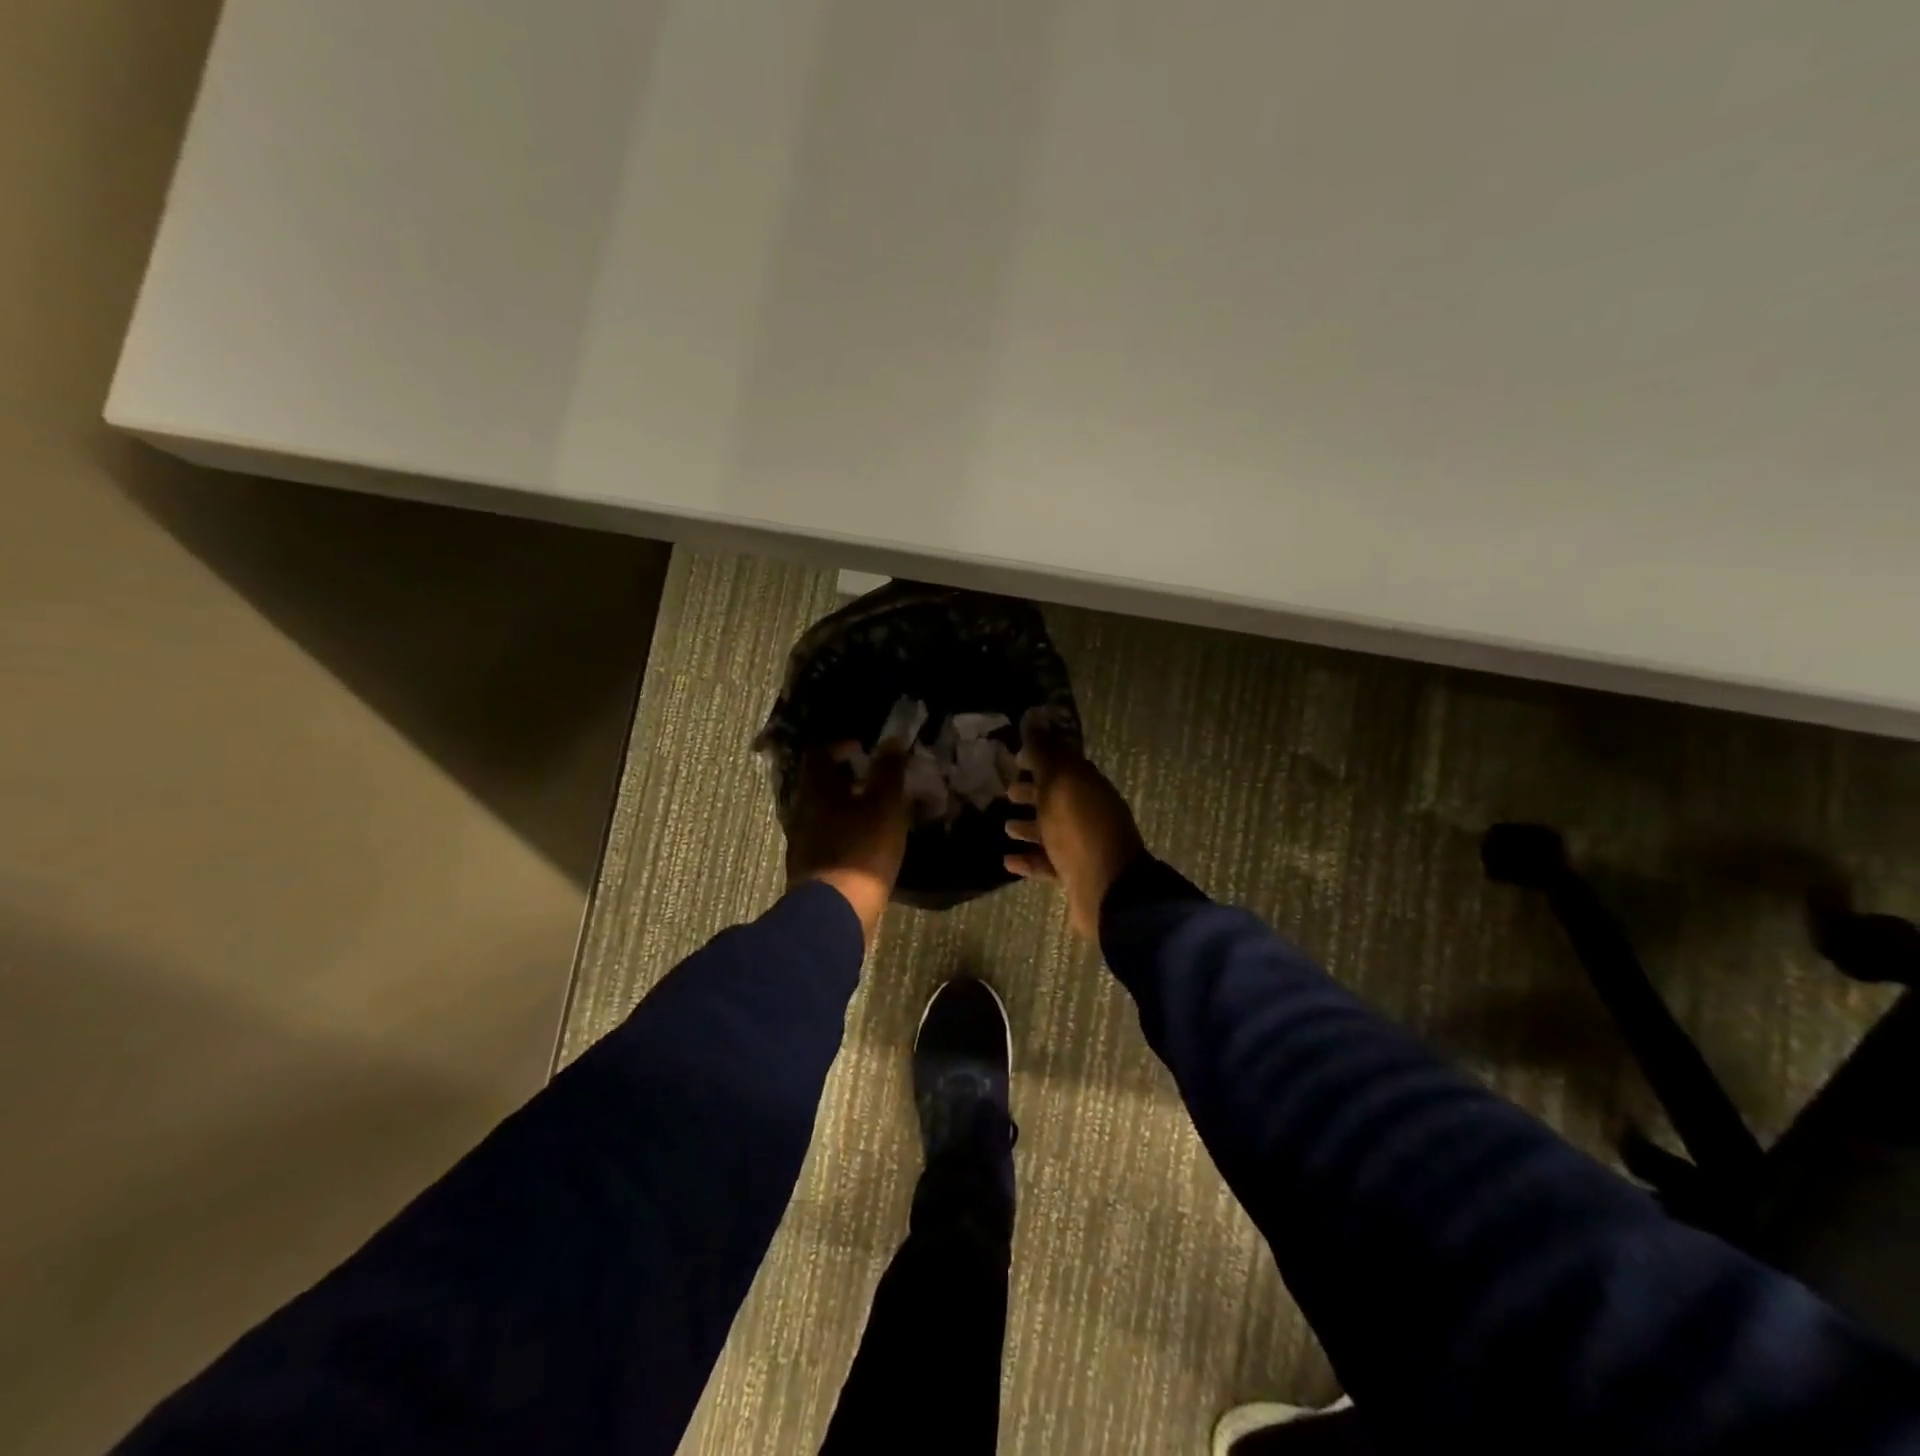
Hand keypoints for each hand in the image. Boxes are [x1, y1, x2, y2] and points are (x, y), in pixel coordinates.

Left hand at [785, 743, 909, 944]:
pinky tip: (865, 844)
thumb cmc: (861, 851)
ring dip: (846, 807)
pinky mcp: (810, 869)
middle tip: (875, 779)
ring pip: (823, 813)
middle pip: (820, 784)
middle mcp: (802, 811)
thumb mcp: (884, 806)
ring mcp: (802, 842)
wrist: (834, 913)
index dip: (840, 745)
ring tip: (875, 812)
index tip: (864, 748)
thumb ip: (888, 772)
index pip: (820, 753)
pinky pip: (826, 839)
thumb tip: (891, 741)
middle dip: (846, 778)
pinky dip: (844, 833)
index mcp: (816, 790)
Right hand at [1004, 710, 1145, 938]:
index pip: (1063, 763)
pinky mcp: (1075, 874)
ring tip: (1005, 827)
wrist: (1108, 889)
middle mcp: (1088, 812)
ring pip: (1052, 830)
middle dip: (1033, 791)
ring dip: (1029, 826)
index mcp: (1088, 786)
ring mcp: (1083, 845)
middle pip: (1058, 797)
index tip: (1015, 757)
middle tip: (1006, 791)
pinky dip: (1029, 860)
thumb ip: (1044, 754)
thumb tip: (1034, 720)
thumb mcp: (1059, 783)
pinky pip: (1048, 862)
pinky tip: (1007, 861)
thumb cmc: (1079, 828)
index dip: (1040, 757)